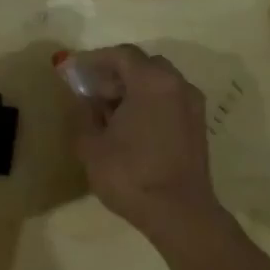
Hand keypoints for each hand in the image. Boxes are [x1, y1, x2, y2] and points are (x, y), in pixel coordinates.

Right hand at [58, 45, 221, 240]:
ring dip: (132, 89)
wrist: (178, 213)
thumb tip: (85, 99)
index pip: (121, 55)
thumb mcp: (91, 144)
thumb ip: (84, 113)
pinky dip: (148, 103)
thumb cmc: (130, 174)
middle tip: (91, 91)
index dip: (93, 60)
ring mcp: (192, 105)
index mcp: (152, 82)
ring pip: (158, 83)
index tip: (72, 71)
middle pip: (142, 65)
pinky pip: (169, 100)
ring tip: (108, 112)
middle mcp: (177, 85)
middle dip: (114, 73)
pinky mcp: (197, 126)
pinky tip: (130, 126)